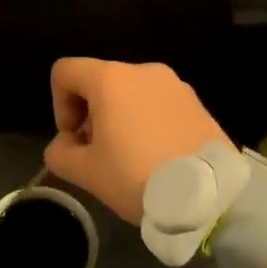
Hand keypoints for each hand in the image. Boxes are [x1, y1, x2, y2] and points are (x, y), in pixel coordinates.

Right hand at [43, 59, 228, 223]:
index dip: (58, 104)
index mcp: (110, 79)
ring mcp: (175, 85)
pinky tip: (155, 157)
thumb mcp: (85, 172)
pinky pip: (158, 105)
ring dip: (119, 118)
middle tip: (97, 152)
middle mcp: (143, 71)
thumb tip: (64, 146)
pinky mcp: (197, 103)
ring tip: (129, 157)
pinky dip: (147, 123)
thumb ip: (60, 153)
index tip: (73, 138)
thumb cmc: (136, 176)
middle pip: (99, 81)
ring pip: (130, 93)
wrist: (208, 196)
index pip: (65, 72)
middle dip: (90, 114)